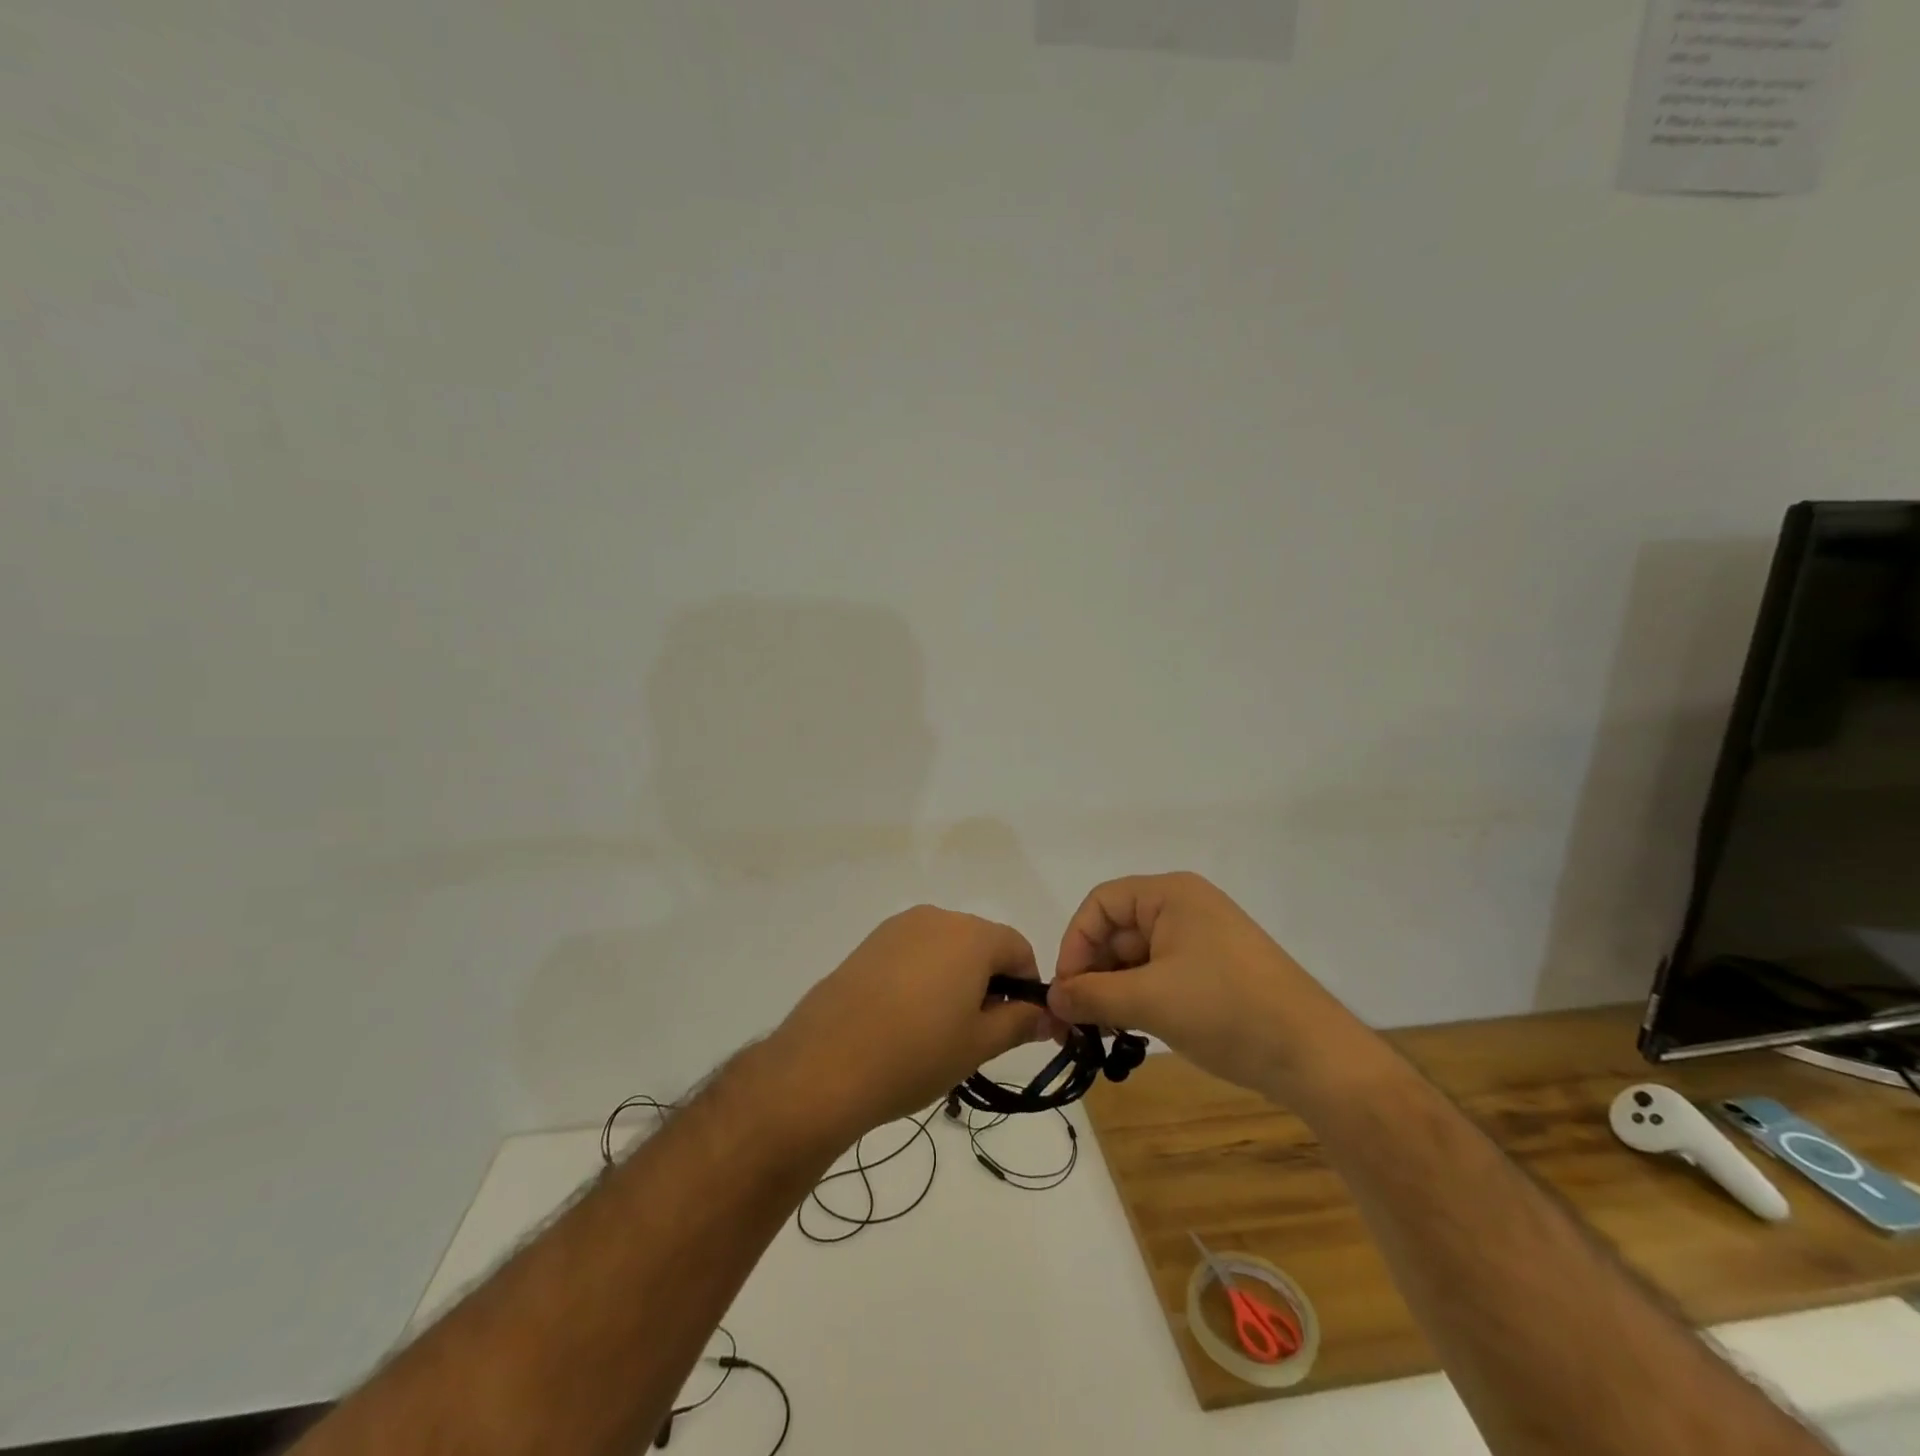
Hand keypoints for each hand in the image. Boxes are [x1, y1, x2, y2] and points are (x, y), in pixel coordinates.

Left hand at [769, 905, 1049, 1135]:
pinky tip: (904, 1019)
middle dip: (990, 982)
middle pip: (981, 943)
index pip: (1019, 948)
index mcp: (971, 935)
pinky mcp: (869, 944)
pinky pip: (913, 952)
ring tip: (938, 1030)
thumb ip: (1020, 1022)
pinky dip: (922, 977)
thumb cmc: (916, 1053)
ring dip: (955, 979)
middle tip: (977, 1034)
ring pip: (946, 948)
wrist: (825, 1063)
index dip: (1027, 986)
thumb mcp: (979, 1044)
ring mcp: (897, 928)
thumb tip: (1050, 1015)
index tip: (1018, 1025)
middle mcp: (936, 918)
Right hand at [1047, 872, 1361, 1099]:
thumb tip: (1052, 999)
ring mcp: (1203, 941)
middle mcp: (1185, 908)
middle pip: (1118, 931)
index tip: (1066, 991)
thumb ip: (1092, 995)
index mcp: (1170, 895)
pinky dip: (1141, 999)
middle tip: (1076, 1021)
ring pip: (1138, 958)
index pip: (1101, 904)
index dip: (1075, 943)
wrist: (1315, 1057)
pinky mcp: (1215, 972)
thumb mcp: (1149, 1001)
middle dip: (1093, 973)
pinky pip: (1161, 975)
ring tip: (1104, 1031)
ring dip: (1115, 991)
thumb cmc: (1226, 1011)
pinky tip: (1134, 1031)